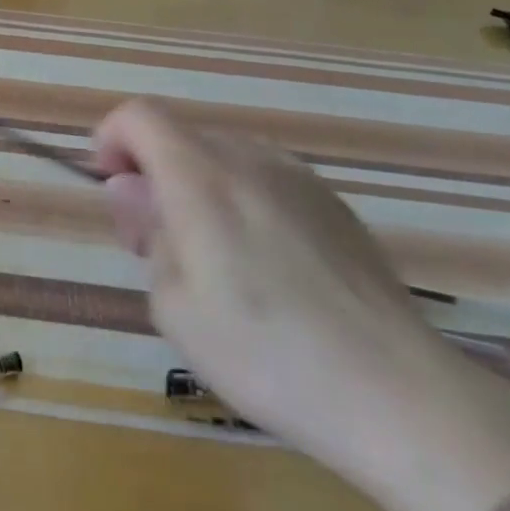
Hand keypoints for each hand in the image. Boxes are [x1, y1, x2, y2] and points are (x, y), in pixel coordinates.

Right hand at [93, 99, 487, 487]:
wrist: (397, 395)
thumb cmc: (263, 353)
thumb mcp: (172, 303)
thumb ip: (146, 231)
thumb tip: (134, 191)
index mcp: (200, 176)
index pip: (139, 116)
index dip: (112, 140)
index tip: (113, 190)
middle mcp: (250, 160)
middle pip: (180, 138)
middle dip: (152, 174)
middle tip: (156, 244)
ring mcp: (300, 179)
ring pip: (224, 159)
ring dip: (197, 188)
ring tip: (212, 260)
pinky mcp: (336, 206)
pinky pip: (267, 182)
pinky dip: (242, 203)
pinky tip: (266, 270)